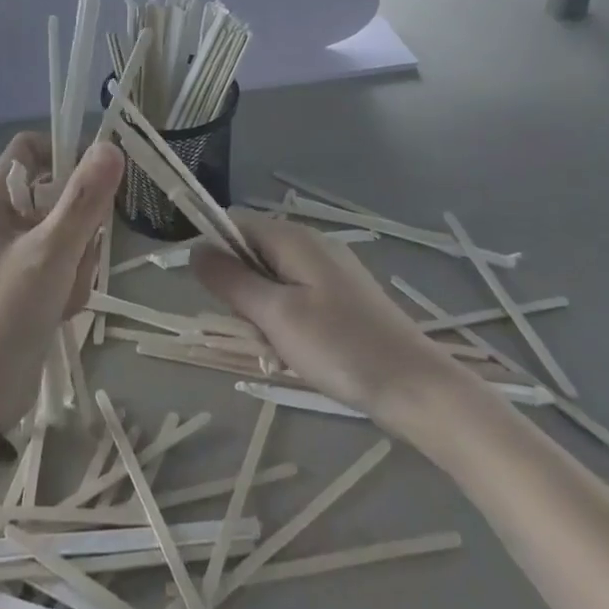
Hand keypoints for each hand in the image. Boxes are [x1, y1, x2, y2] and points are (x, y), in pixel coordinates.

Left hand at [0, 133, 123, 430]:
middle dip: (79, 223)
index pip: (29, 147)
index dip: (64, 153)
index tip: (97, 179)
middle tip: (80, 252)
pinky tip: (62, 308)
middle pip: (56, 191)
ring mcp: (12, 252)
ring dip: (78, 259)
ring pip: (66, 230)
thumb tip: (110, 146)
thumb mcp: (51, 252)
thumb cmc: (8, 314)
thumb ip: (83, 199)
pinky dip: (70, 281)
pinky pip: (62, 261)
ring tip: (65, 290)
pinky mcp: (24, 281)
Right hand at [193, 212, 449, 417]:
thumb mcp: (275, 315)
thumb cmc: (339, 347)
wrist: (414, 385)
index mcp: (293, 238)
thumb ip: (231, 280)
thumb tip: (194, 249)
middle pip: (252, 251)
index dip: (213, 249)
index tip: (210, 293)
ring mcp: (330, 269)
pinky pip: (295, 296)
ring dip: (262, 310)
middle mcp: (311, 243)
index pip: (234, 222)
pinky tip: (298, 352)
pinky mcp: (342, 296)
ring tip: (277, 348)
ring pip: (272, 278)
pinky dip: (285, 320)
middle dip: (241, 289)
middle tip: (254, 329)